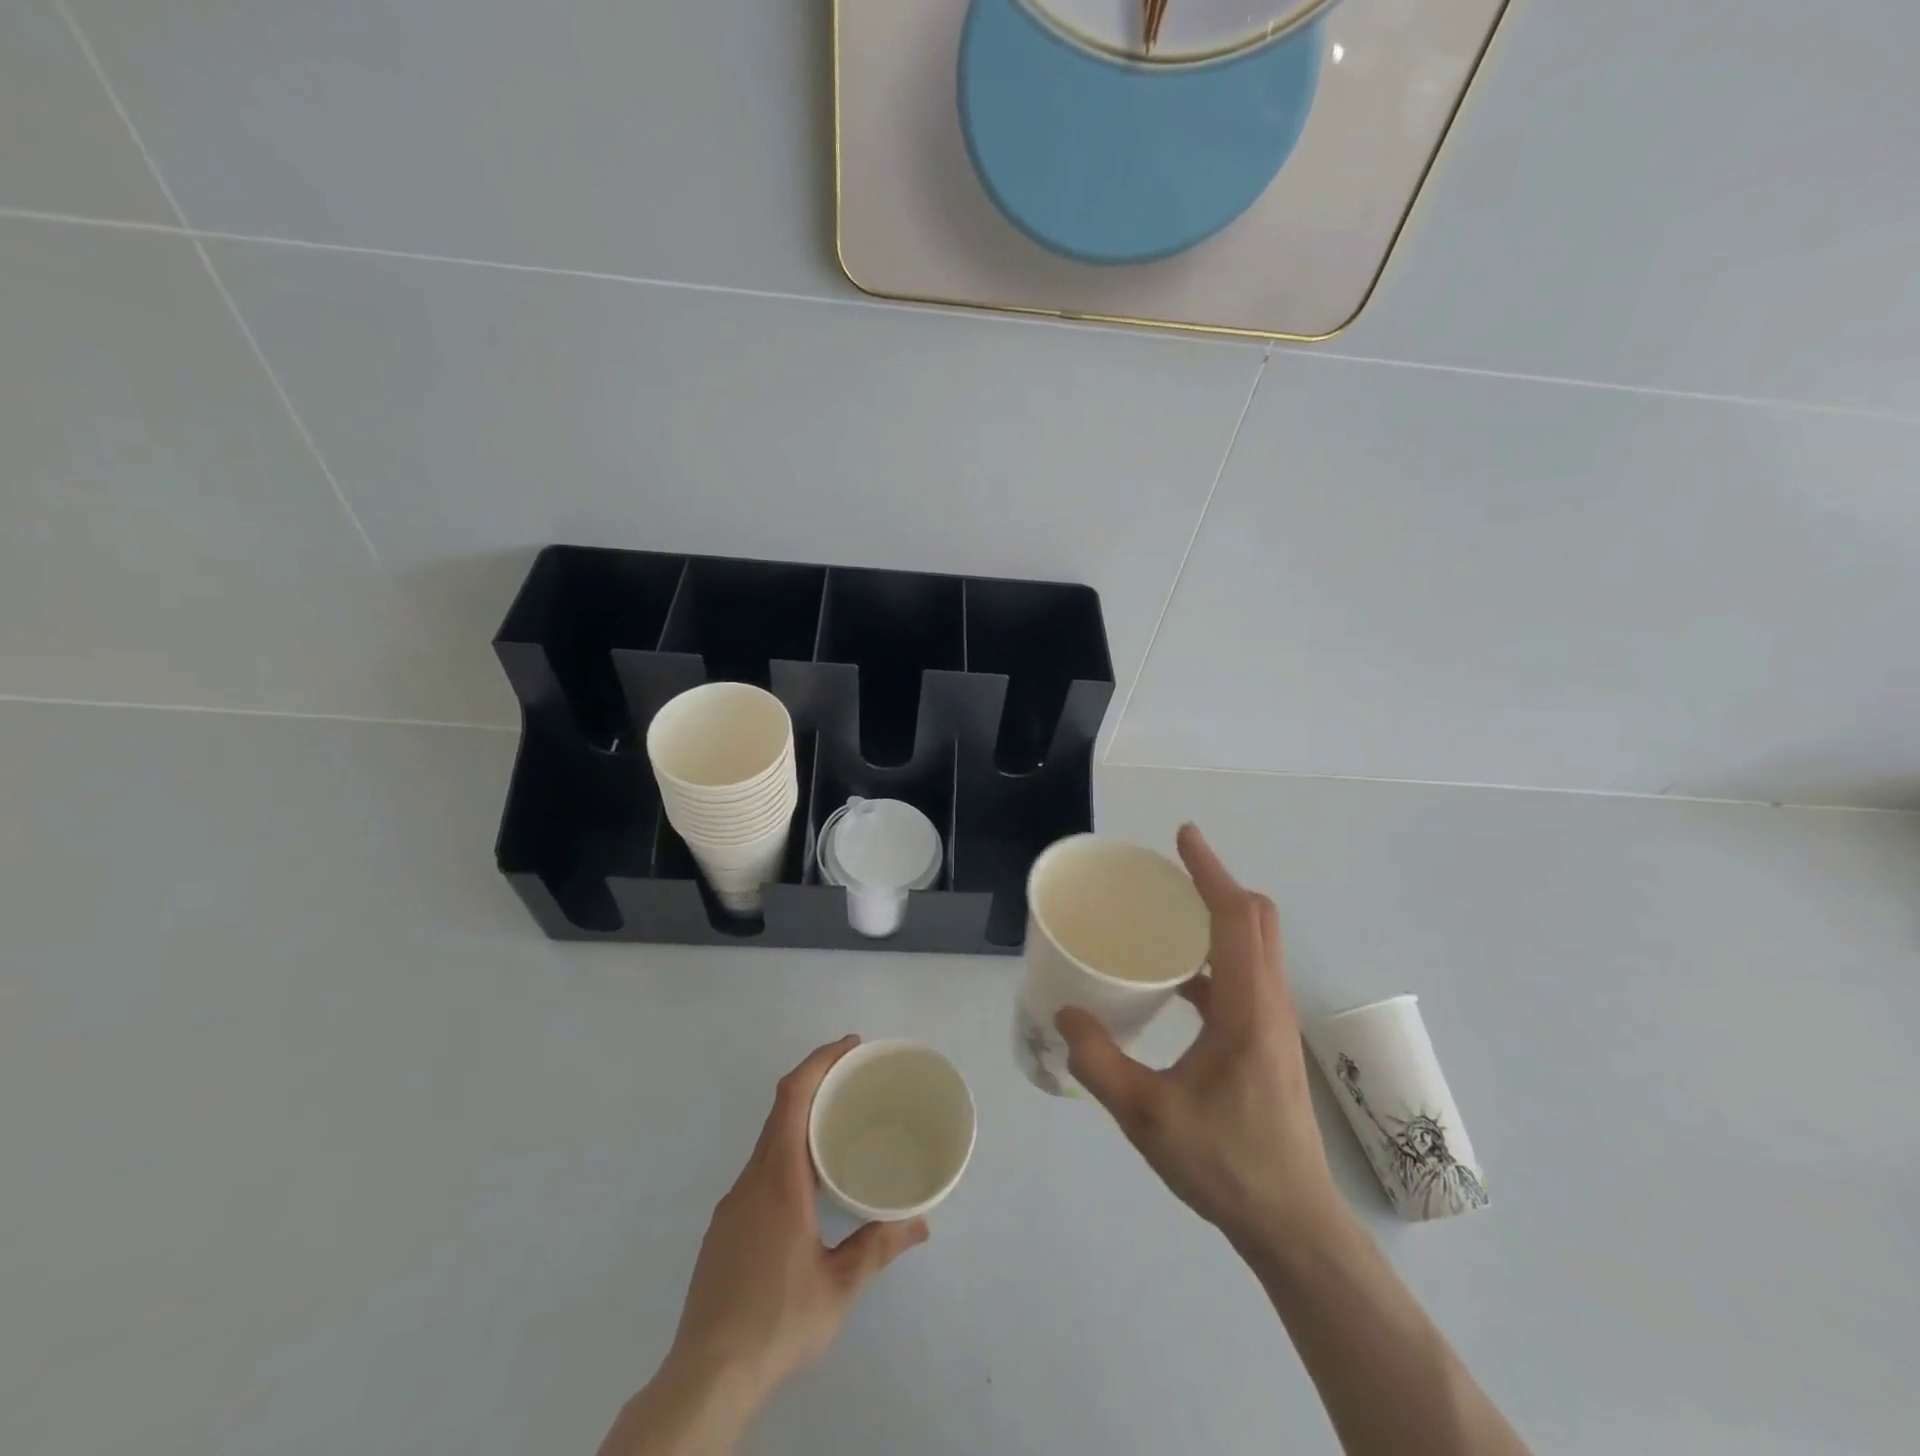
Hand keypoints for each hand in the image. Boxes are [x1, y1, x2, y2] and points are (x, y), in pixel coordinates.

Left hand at [669, 1036, 928, 1401]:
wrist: (704, 1379)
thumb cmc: (777, 1323)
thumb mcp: (838, 1287)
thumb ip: (878, 1247)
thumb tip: (920, 1223)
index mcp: (778, 1180)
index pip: (792, 1097)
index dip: (819, 1061)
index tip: (850, 1045)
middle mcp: (751, 1180)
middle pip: (781, 1110)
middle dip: (816, 1082)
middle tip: (856, 1079)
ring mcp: (732, 1204)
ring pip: (769, 1142)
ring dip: (802, 1120)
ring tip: (840, 1127)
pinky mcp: (724, 1229)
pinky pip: (760, 1170)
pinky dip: (787, 1153)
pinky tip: (809, 1185)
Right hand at [1056, 825, 1338, 1248]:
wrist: (1292, 1226)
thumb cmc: (1226, 1164)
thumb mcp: (1147, 1115)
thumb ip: (1100, 1060)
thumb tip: (1066, 1013)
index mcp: (1247, 1008)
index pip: (1235, 917)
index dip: (1210, 871)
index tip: (1183, 837)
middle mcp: (1268, 1004)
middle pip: (1256, 920)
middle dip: (1217, 885)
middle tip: (1171, 874)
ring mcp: (1272, 1024)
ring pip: (1254, 947)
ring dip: (1218, 919)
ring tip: (1168, 917)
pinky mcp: (1266, 1043)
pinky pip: (1243, 977)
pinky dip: (1214, 958)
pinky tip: (1175, 983)